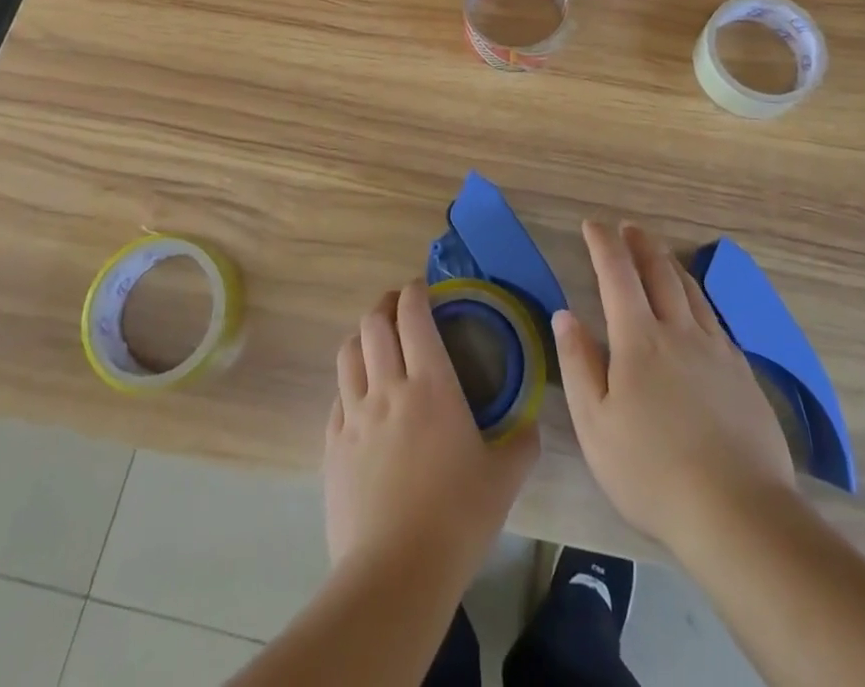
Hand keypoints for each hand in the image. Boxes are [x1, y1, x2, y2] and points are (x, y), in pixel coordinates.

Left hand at [323, 281, 538, 590]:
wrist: (394, 575)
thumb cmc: (456, 518)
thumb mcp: (503, 480)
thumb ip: (521, 444)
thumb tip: (532, 425)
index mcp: (430, 384)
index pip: (413, 315)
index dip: (414, 292)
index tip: (423, 288)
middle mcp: (387, 387)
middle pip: (373, 323)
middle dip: (385, 304)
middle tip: (399, 307)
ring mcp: (354, 416)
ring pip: (348, 353)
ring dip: (362, 337)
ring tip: (375, 342)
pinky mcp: (332, 446)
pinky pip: (337, 397)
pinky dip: (349, 383)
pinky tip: (360, 398)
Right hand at [555, 221, 794, 556]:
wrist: (739, 512)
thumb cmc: (652, 471)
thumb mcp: (595, 425)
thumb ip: (578, 363)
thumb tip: (564, 314)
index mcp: (639, 339)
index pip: (617, 274)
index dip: (603, 243)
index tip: (592, 224)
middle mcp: (679, 331)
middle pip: (660, 271)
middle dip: (640, 243)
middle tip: (628, 227)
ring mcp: (716, 350)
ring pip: (691, 290)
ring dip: (670, 264)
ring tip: (659, 254)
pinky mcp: (742, 373)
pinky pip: (715, 318)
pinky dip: (698, 297)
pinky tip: (697, 308)